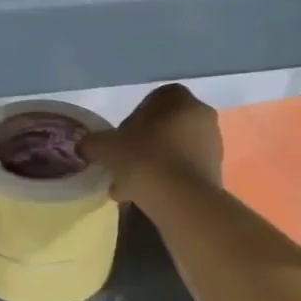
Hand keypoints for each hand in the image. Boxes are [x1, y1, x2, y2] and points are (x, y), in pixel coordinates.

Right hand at [82, 84, 222, 202]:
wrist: (182, 201)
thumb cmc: (145, 160)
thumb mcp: (108, 147)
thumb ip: (94, 142)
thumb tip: (85, 145)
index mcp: (180, 100)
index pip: (155, 98)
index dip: (134, 115)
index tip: (120, 136)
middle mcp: (202, 118)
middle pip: (165, 126)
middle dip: (143, 143)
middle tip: (122, 161)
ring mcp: (213, 147)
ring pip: (173, 151)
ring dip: (152, 164)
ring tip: (129, 186)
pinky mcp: (214, 175)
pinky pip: (183, 171)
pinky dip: (165, 180)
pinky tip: (145, 197)